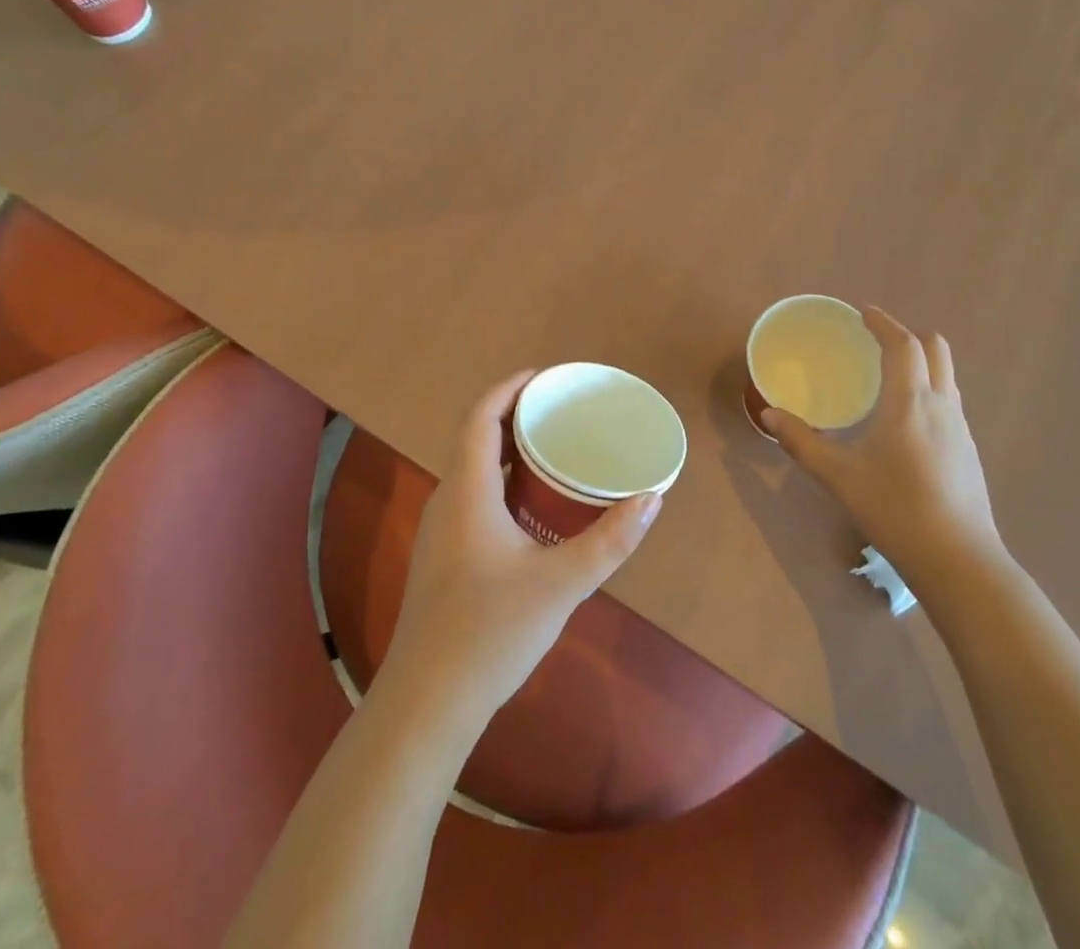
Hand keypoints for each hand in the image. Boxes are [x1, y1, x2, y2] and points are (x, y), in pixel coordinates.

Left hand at [382, 371, 661, 725]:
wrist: (427, 702)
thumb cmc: (491, 632)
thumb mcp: (562, 584)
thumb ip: (610, 540)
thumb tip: (652, 499)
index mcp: (468, 492)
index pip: (479, 417)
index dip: (507, 388)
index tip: (543, 376)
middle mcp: (448, 500)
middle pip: (475, 438)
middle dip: (513, 415)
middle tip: (558, 411)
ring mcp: (440, 531)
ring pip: (472, 470)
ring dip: (506, 450)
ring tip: (551, 448)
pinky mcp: (443, 557)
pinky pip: (472, 496)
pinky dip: (501, 481)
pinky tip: (530, 505)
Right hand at [762, 307, 1003, 598]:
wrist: (959, 561)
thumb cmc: (895, 509)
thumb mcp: (838, 475)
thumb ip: (801, 442)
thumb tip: (768, 415)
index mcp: (910, 402)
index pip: (904, 345)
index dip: (884, 323)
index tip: (863, 313)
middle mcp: (942, 405)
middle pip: (936, 349)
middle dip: (908, 336)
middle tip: (876, 342)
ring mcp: (961, 429)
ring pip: (946, 376)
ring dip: (921, 363)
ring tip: (888, 378)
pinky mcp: (969, 451)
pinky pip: (949, 401)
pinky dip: (928, 390)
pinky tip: (905, 422)